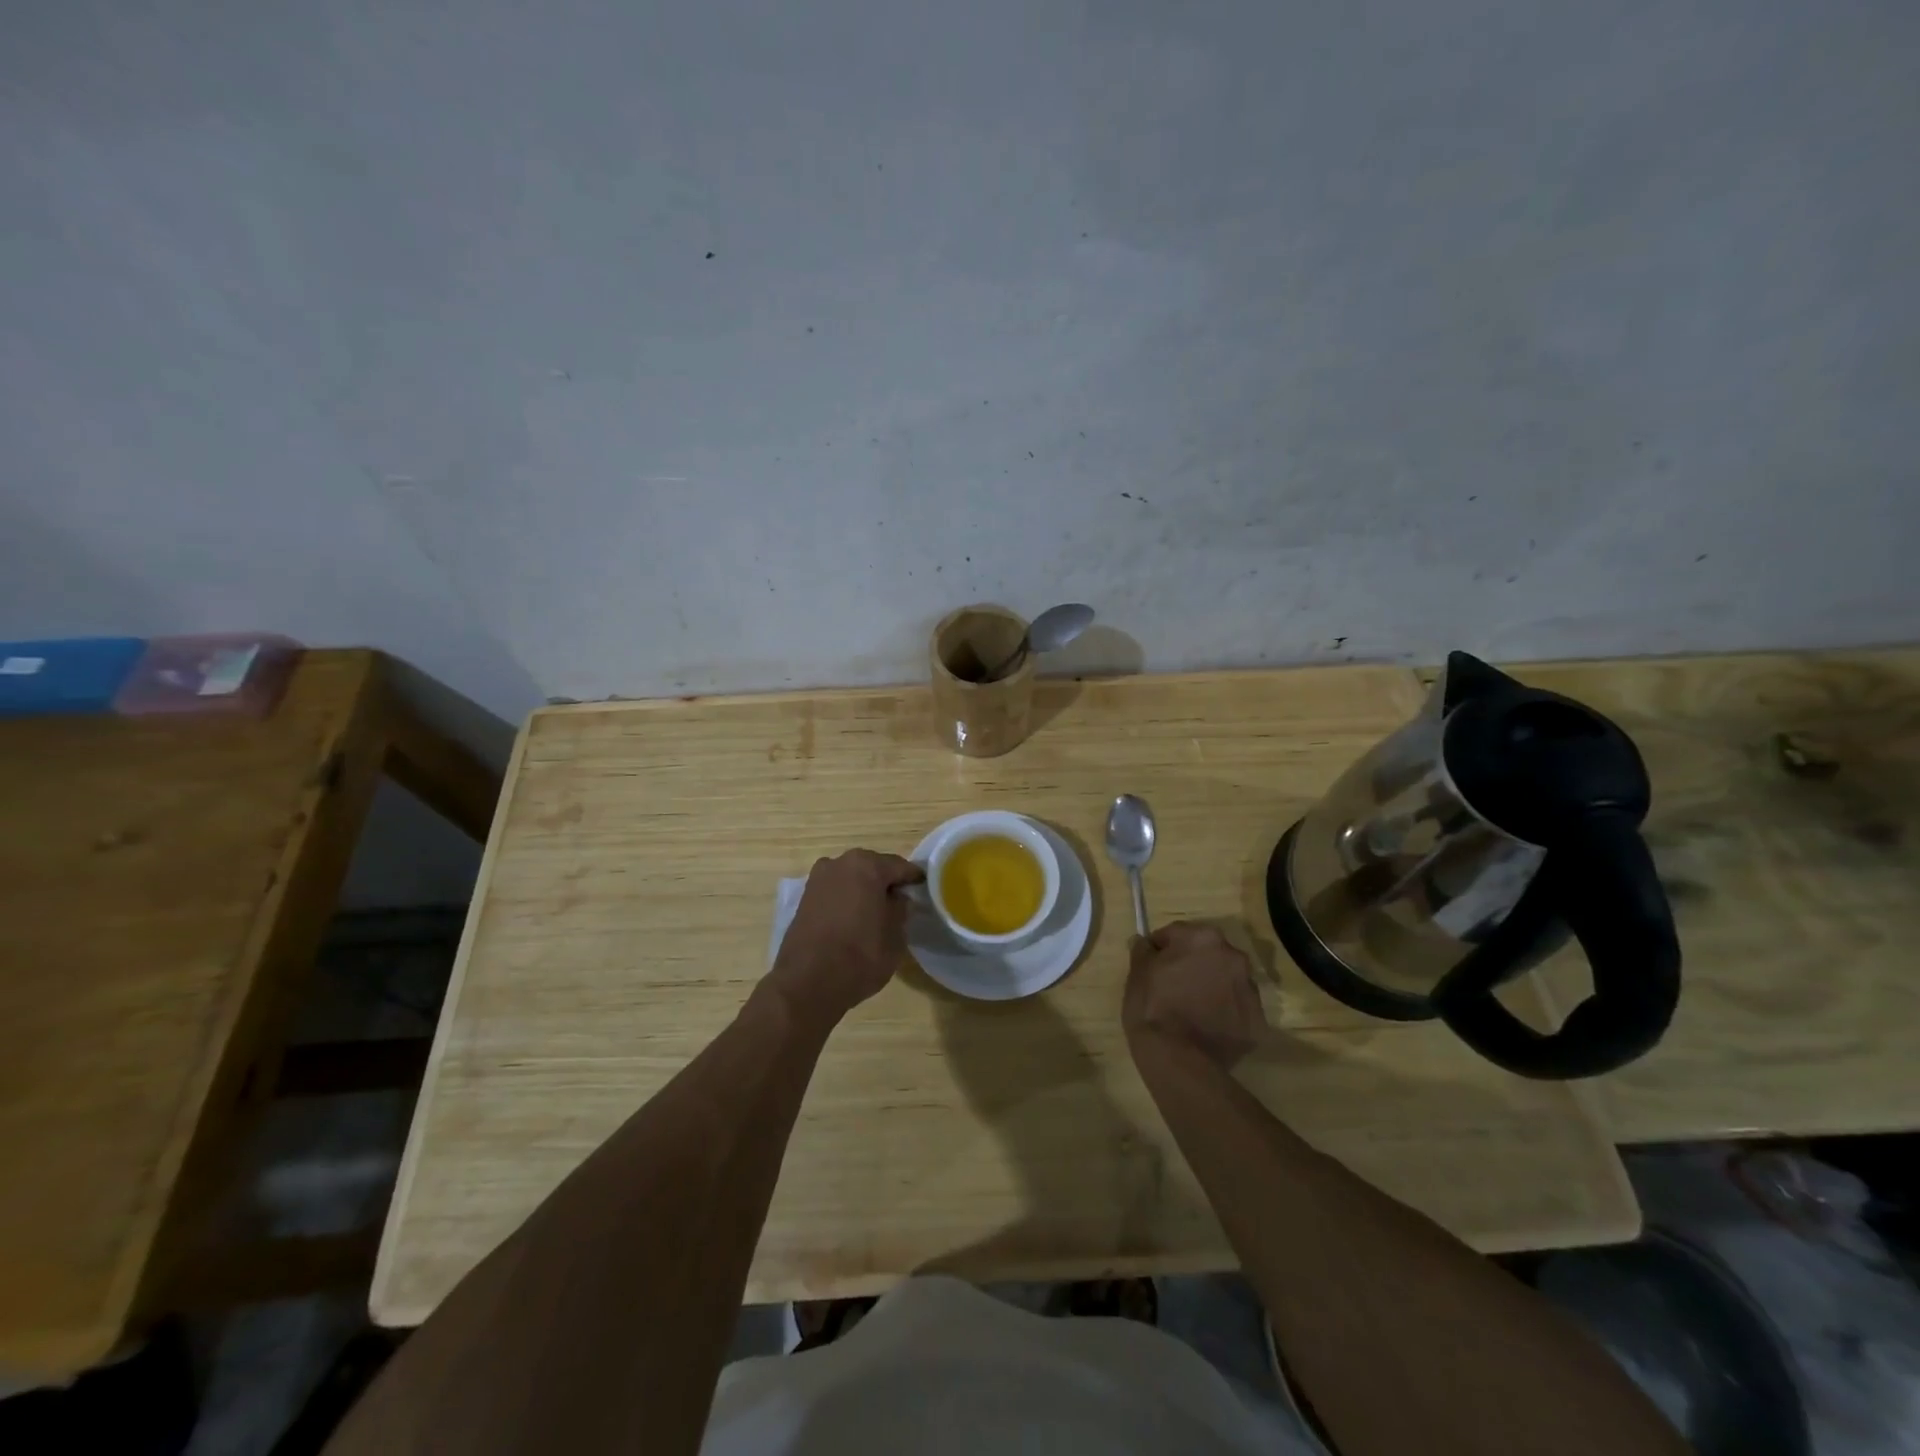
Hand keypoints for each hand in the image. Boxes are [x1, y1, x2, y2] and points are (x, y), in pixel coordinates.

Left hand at [766, 849, 924, 1027]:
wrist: (807, 983)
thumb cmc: (860, 956)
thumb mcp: (895, 936)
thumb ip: (900, 910)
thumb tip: (897, 898)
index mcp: (868, 866)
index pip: (900, 866)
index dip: (914, 879)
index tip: (924, 889)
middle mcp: (840, 863)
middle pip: (873, 867)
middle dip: (886, 882)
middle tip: (900, 902)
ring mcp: (818, 878)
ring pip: (851, 878)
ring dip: (863, 889)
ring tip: (875, 912)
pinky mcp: (804, 897)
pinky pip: (834, 891)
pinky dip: (845, 899)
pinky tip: (852, 918)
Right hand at [1123, 921, 1267, 1069]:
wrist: (1179, 1060)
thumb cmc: (1153, 1007)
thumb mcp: (1137, 974)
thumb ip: (1142, 951)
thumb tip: (1144, 942)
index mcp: (1203, 938)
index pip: (1176, 934)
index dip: (1161, 949)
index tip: (1151, 966)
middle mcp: (1233, 957)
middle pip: (1207, 954)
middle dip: (1192, 965)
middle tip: (1172, 987)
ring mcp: (1250, 990)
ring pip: (1226, 981)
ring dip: (1212, 988)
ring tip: (1191, 1010)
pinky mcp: (1257, 1022)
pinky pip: (1237, 1010)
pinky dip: (1224, 1014)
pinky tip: (1206, 1028)